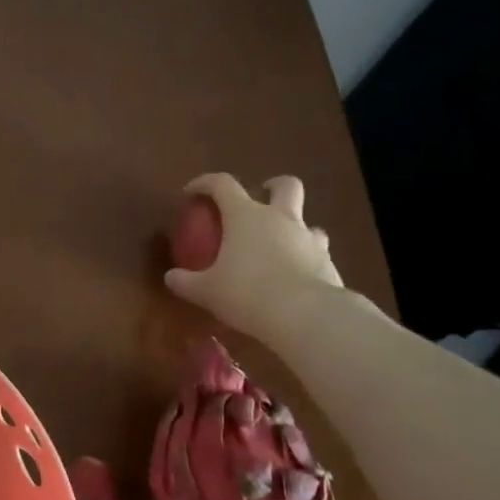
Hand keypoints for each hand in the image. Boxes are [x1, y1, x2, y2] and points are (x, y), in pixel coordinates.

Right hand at [164, 173, 343, 337]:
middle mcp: (280, 219)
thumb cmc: (247, 293)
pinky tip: (293, 279)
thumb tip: (171, 278)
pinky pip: (316, 252)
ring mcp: (309, 239)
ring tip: (277, 247)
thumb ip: (186, 282)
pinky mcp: (329, 263)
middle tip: (260, 199)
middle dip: (273, 186)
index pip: (222, 184)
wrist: (306, 316)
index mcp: (246, 216)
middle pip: (285, 186)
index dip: (204, 183)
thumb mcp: (206, 291)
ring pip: (306, 221)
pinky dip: (304, 258)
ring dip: (292, 227)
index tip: (191, 193)